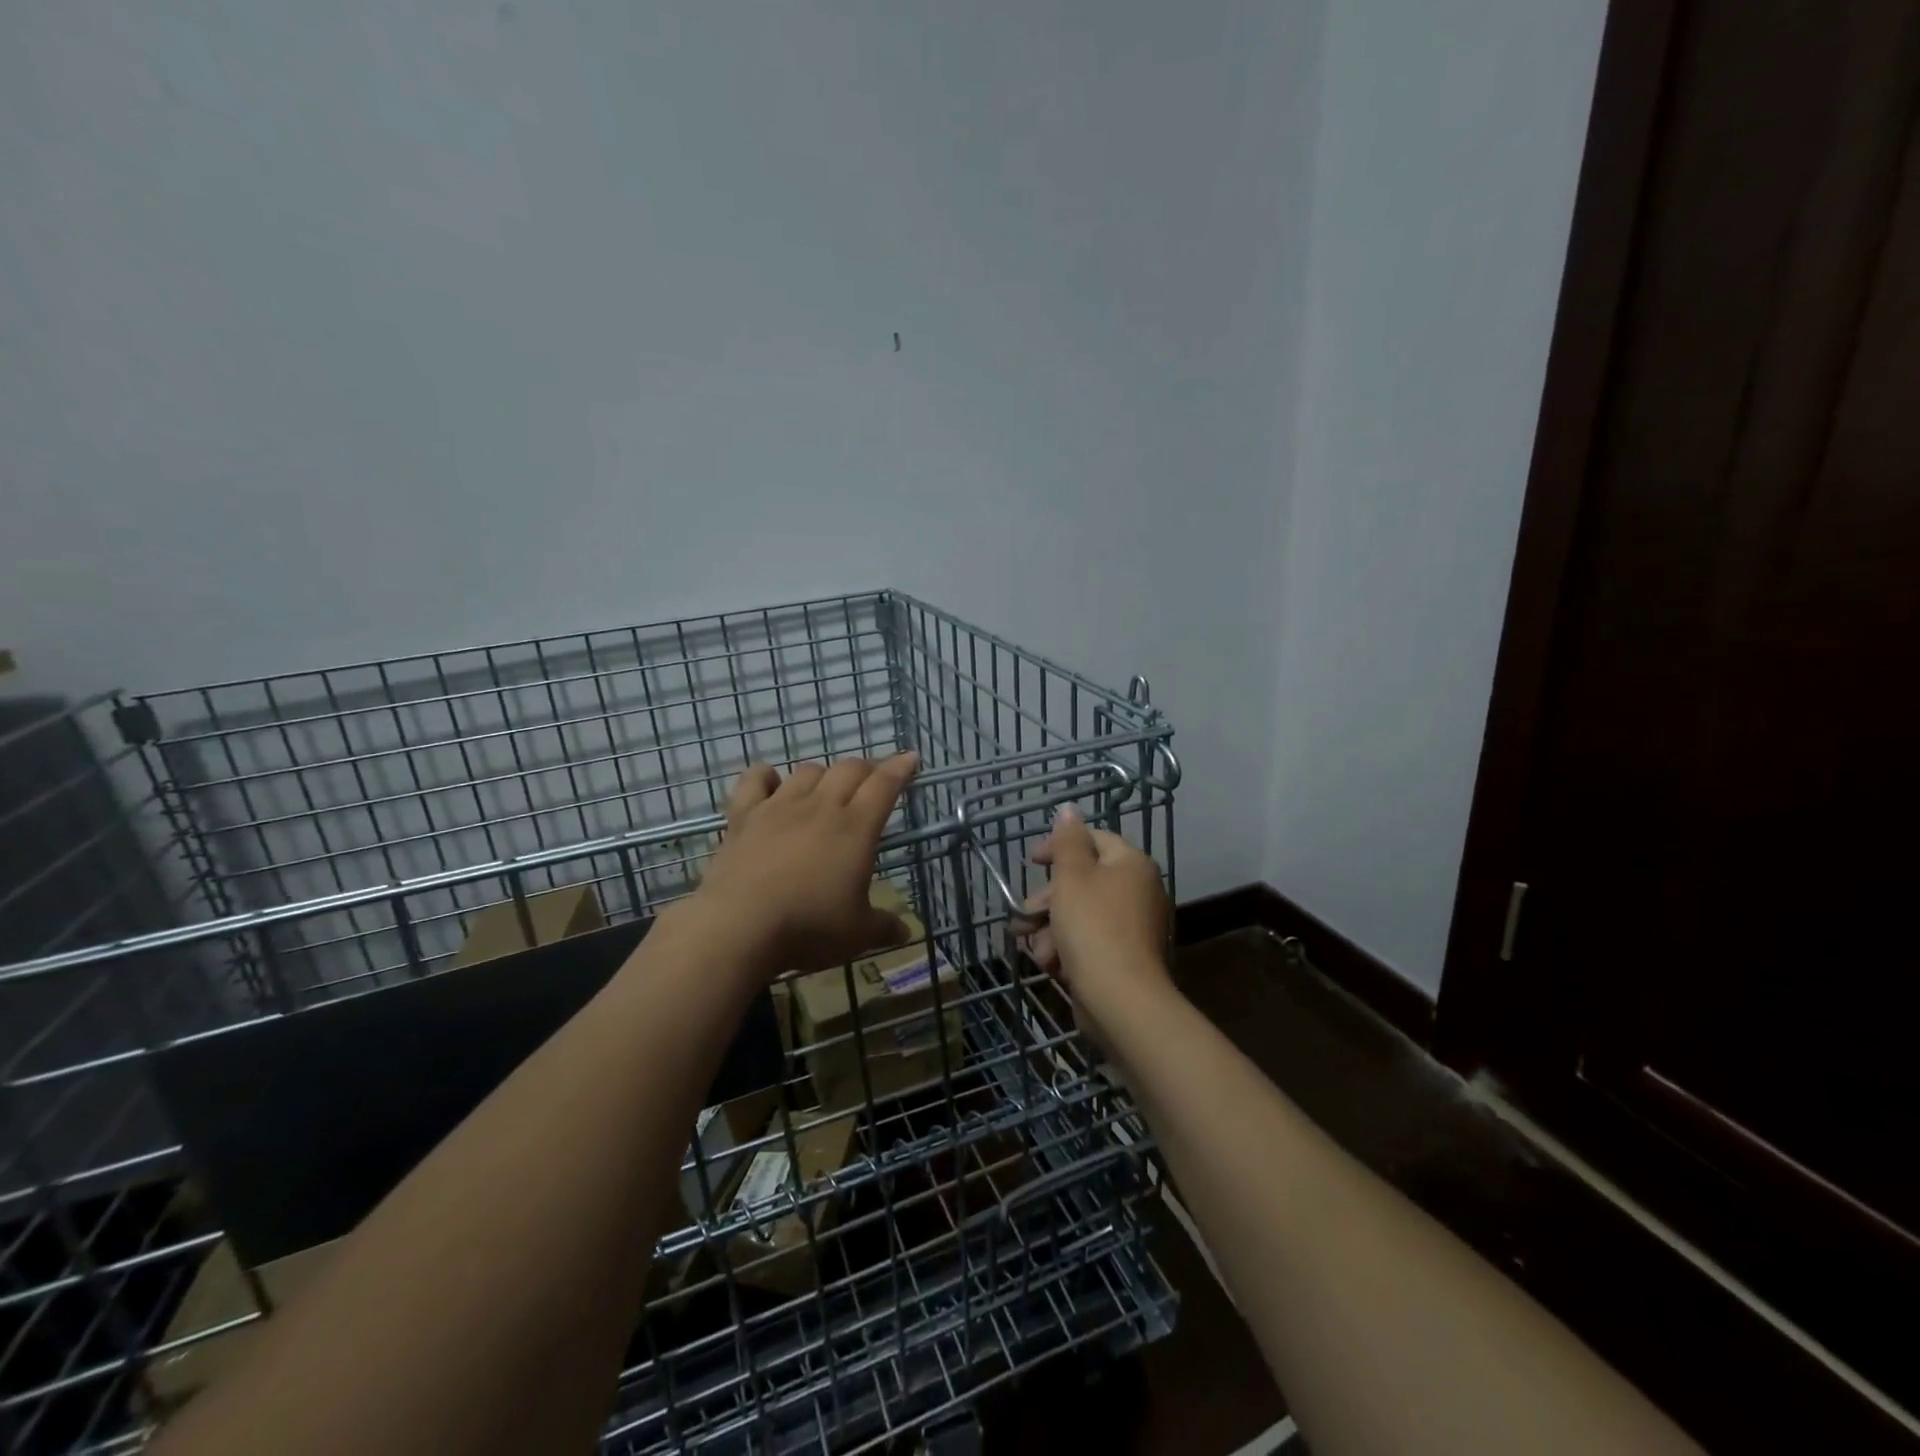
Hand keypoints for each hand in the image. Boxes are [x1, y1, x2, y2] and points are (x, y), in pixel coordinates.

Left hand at [693, 754, 919, 974]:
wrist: (739, 927)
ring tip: (827, 788)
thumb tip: (905, 933)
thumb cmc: (808, 927)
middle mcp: (821, 807)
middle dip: (867, 768)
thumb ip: (883, 928)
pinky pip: (755, 780)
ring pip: (808, 771)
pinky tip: (772, 783)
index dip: (900, 768)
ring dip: (824, 774)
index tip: (910, 758)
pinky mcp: (744, 816)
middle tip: (873, 780)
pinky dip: (767, 776)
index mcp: (856, 828)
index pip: (884, 784)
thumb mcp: (857, 935)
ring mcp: (779, 807)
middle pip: (849, 769)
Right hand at [1020, 805, 1172, 1012]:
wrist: (1121, 999)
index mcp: (1131, 864)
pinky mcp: (1123, 957)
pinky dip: (1067, 949)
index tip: (1031, 861)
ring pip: (1080, 914)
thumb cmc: (1093, 927)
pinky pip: (1089, 941)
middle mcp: (1138, 890)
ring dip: (1051, 928)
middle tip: (1025, 912)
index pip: (1093, 839)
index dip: (1058, 846)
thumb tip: (1069, 809)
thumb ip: (1067, 841)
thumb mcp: (1072, 876)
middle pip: (1083, 881)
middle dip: (1048, 899)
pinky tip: (1050, 964)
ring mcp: (1133, 926)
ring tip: (1034, 947)